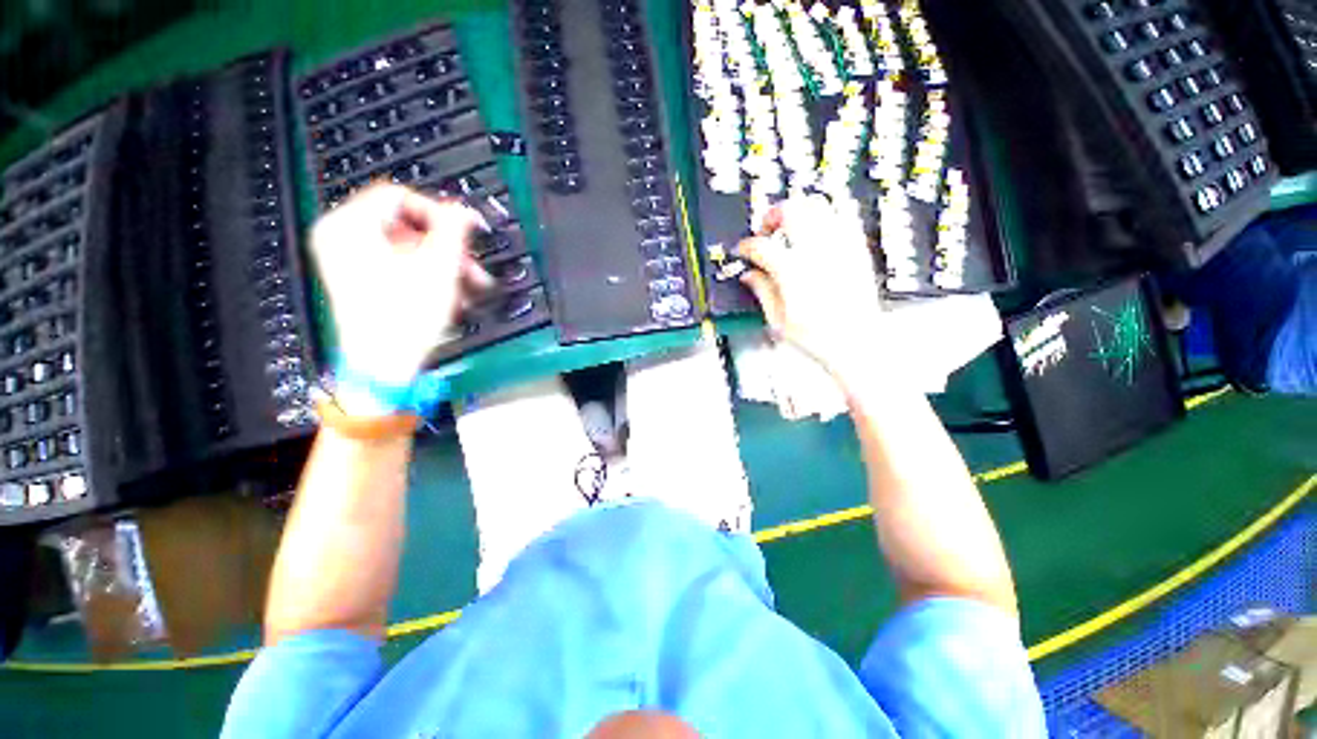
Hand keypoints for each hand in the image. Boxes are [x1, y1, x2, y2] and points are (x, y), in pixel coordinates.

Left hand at [311, 185, 492, 383]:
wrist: (384, 363)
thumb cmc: (407, 315)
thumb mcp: (439, 266)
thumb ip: (454, 228)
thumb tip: (464, 210)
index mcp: (350, 225)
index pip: (400, 195)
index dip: (439, 212)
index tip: (465, 233)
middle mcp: (341, 236)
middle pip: (404, 223)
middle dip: (445, 244)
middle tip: (469, 264)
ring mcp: (346, 258)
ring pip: (405, 245)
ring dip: (442, 261)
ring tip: (466, 284)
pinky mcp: (356, 277)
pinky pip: (396, 261)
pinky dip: (425, 271)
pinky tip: (448, 291)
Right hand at [738, 195, 884, 384]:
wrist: (857, 343)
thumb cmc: (818, 338)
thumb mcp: (778, 321)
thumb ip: (762, 292)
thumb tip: (749, 275)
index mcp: (792, 273)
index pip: (761, 246)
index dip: (747, 246)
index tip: (744, 250)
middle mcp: (815, 253)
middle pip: (790, 211)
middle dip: (772, 215)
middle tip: (766, 229)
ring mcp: (839, 248)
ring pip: (817, 205)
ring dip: (799, 209)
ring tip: (791, 224)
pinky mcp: (856, 249)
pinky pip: (844, 215)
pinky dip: (828, 213)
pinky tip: (820, 225)